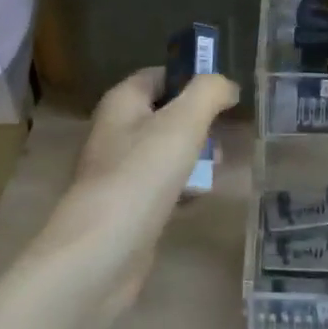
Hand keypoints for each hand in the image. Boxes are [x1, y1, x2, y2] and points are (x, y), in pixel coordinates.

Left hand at [33, 66, 237, 319]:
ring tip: (215, 170)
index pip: (159, 75)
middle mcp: (115, 131)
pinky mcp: (127, 207)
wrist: (101, 253)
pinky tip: (197, 198)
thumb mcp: (183, 122)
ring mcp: (119, 171)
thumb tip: (226, 85)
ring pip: (165, 151)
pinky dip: (182, 188)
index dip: (191, 79)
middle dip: (199, 122)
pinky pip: (161, 185)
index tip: (224, 95)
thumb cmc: (142, 175)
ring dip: (194, 156)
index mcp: (122, 103)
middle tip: (223, 138)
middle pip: (165, 114)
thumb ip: (209, 93)